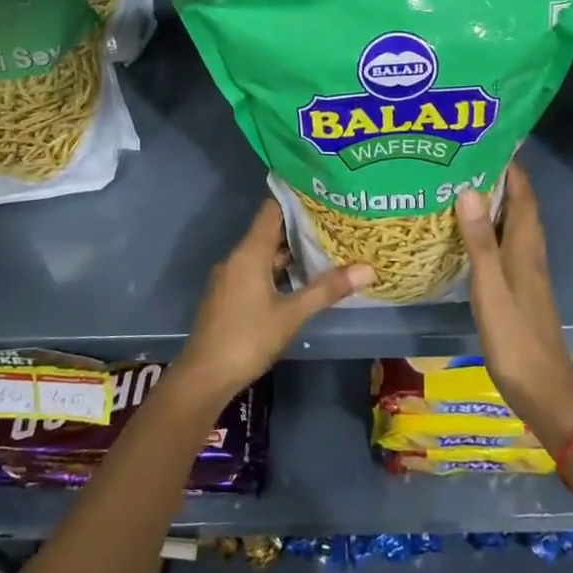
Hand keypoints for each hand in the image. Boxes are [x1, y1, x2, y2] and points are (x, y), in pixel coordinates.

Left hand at [182, 202, 371, 397]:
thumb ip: (327, 290)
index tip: (323, 196)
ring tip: (324, 252)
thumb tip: (368, 269)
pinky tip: (299, 283)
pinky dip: (277, 272)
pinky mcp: (228, 296)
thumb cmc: (248, 339)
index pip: (271, 210)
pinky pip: (255, 272)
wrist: (204, 377)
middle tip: (334, 226)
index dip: (296, 201)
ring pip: (263, 256)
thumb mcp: (292, 314)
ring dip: (289, 254)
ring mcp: (230, 278)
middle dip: (300, 229)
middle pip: (269, 233)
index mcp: (249, 253)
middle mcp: (236, 259)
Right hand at [456, 162, 572, 450]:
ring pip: (511, 225)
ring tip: (460, 186)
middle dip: (498, 179)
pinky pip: (503, 246)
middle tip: (464, 158)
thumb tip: (470, 190)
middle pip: (517, 206)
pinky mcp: (518, 289)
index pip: (522, 194)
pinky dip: (488, 230)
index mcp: (525, 247)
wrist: (542, 389)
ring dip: (493, 204)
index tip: (488, 139)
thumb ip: (479, 241)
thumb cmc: (515, 337)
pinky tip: (467, 234)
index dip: (510, 166)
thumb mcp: (490, 288)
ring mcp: (526, 272)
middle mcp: (529, 253)